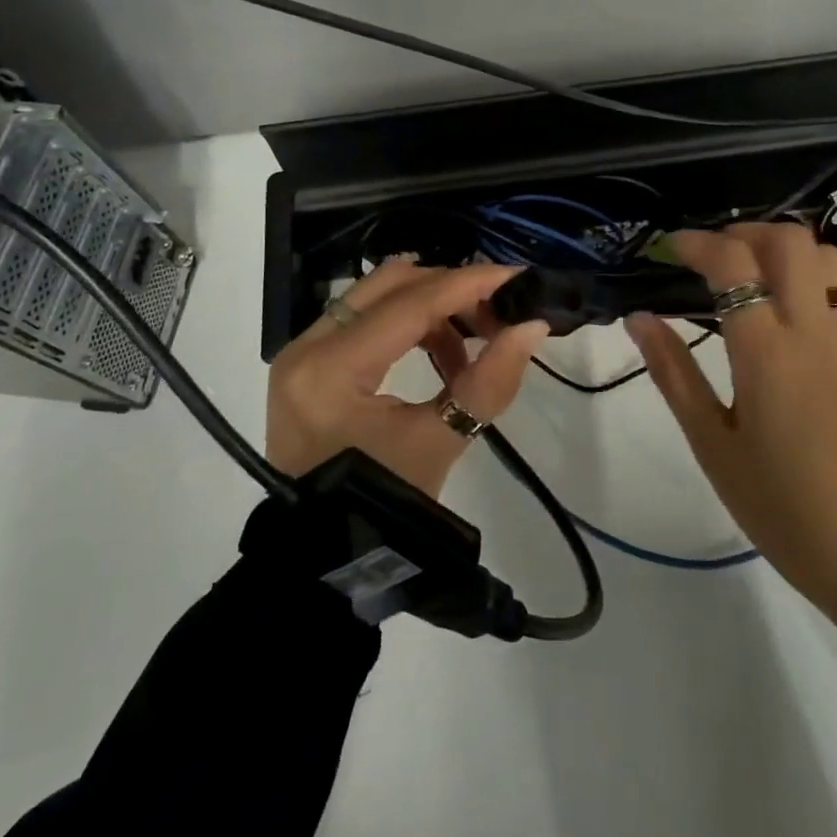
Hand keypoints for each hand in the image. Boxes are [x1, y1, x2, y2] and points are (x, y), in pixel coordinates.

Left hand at [267, 259, 550, 498]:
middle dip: (451, 290)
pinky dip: (410, 326)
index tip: (518, 278)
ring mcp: (303, 351)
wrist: (323, 558)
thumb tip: (533, 325)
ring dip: (432, 308)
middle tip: (499, 311)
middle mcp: (308, 345)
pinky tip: (444, 358)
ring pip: (377, 296)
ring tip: (476, 345)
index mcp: (332, 368)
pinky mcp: (310, 363)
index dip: (470, 285)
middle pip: (390, 284)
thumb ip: (489, 380)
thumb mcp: (439, 443)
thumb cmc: (380, 506)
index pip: (411, 304)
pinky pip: (366, 320)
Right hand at [626, 223, 836, 643]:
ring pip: (827, 258)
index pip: (734, 263)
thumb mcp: (711, 443)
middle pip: (790, 241)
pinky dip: (813, 277)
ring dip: (784, 249)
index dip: (697, 243)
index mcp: (767, 352)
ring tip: (749, 275)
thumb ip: (673, 373)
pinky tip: (787, 309)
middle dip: (744, 232)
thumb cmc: (778, 505)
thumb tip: (639, 318)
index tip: (669, 249)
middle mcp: (813, 332)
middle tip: (710, 257)